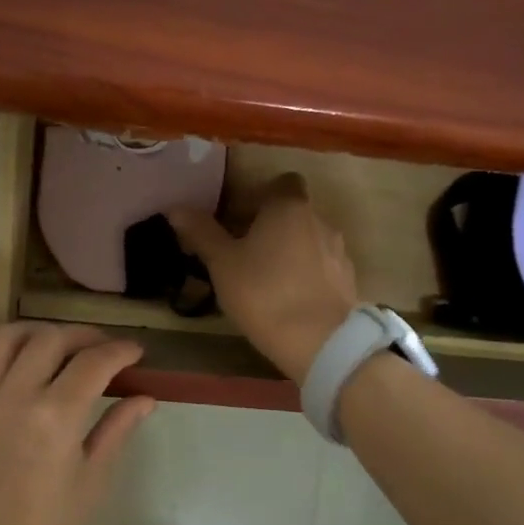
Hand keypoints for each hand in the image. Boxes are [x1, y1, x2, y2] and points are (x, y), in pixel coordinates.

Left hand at [0, 323, 154, 524]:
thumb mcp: (91, 483)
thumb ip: (116, 430)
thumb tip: (145, 398)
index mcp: (56, 417)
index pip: (94, 363)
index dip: (120, 351)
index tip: (133, 352)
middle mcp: (12, 398)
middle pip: (49, 340)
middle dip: (82, 337)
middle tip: (98, 351)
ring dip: (31, 332)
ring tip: (48, 344)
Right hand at [168, 174, 360, 385]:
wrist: (320, 341)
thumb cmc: (264, 293)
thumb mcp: (222, 264)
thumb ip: (202, 233)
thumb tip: (176, 207)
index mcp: (289, 207)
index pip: (281, 183)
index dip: (260, 197)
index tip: (239, 219)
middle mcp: (320, 220)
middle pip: (294, 213)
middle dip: (272, 228)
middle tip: (244, 254)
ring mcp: (339, 252)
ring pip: (309, 242)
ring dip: (290, 253)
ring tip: (266, 281)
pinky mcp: (348, 282)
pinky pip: (322, 268)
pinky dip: (306, 276)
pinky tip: (289, 300)